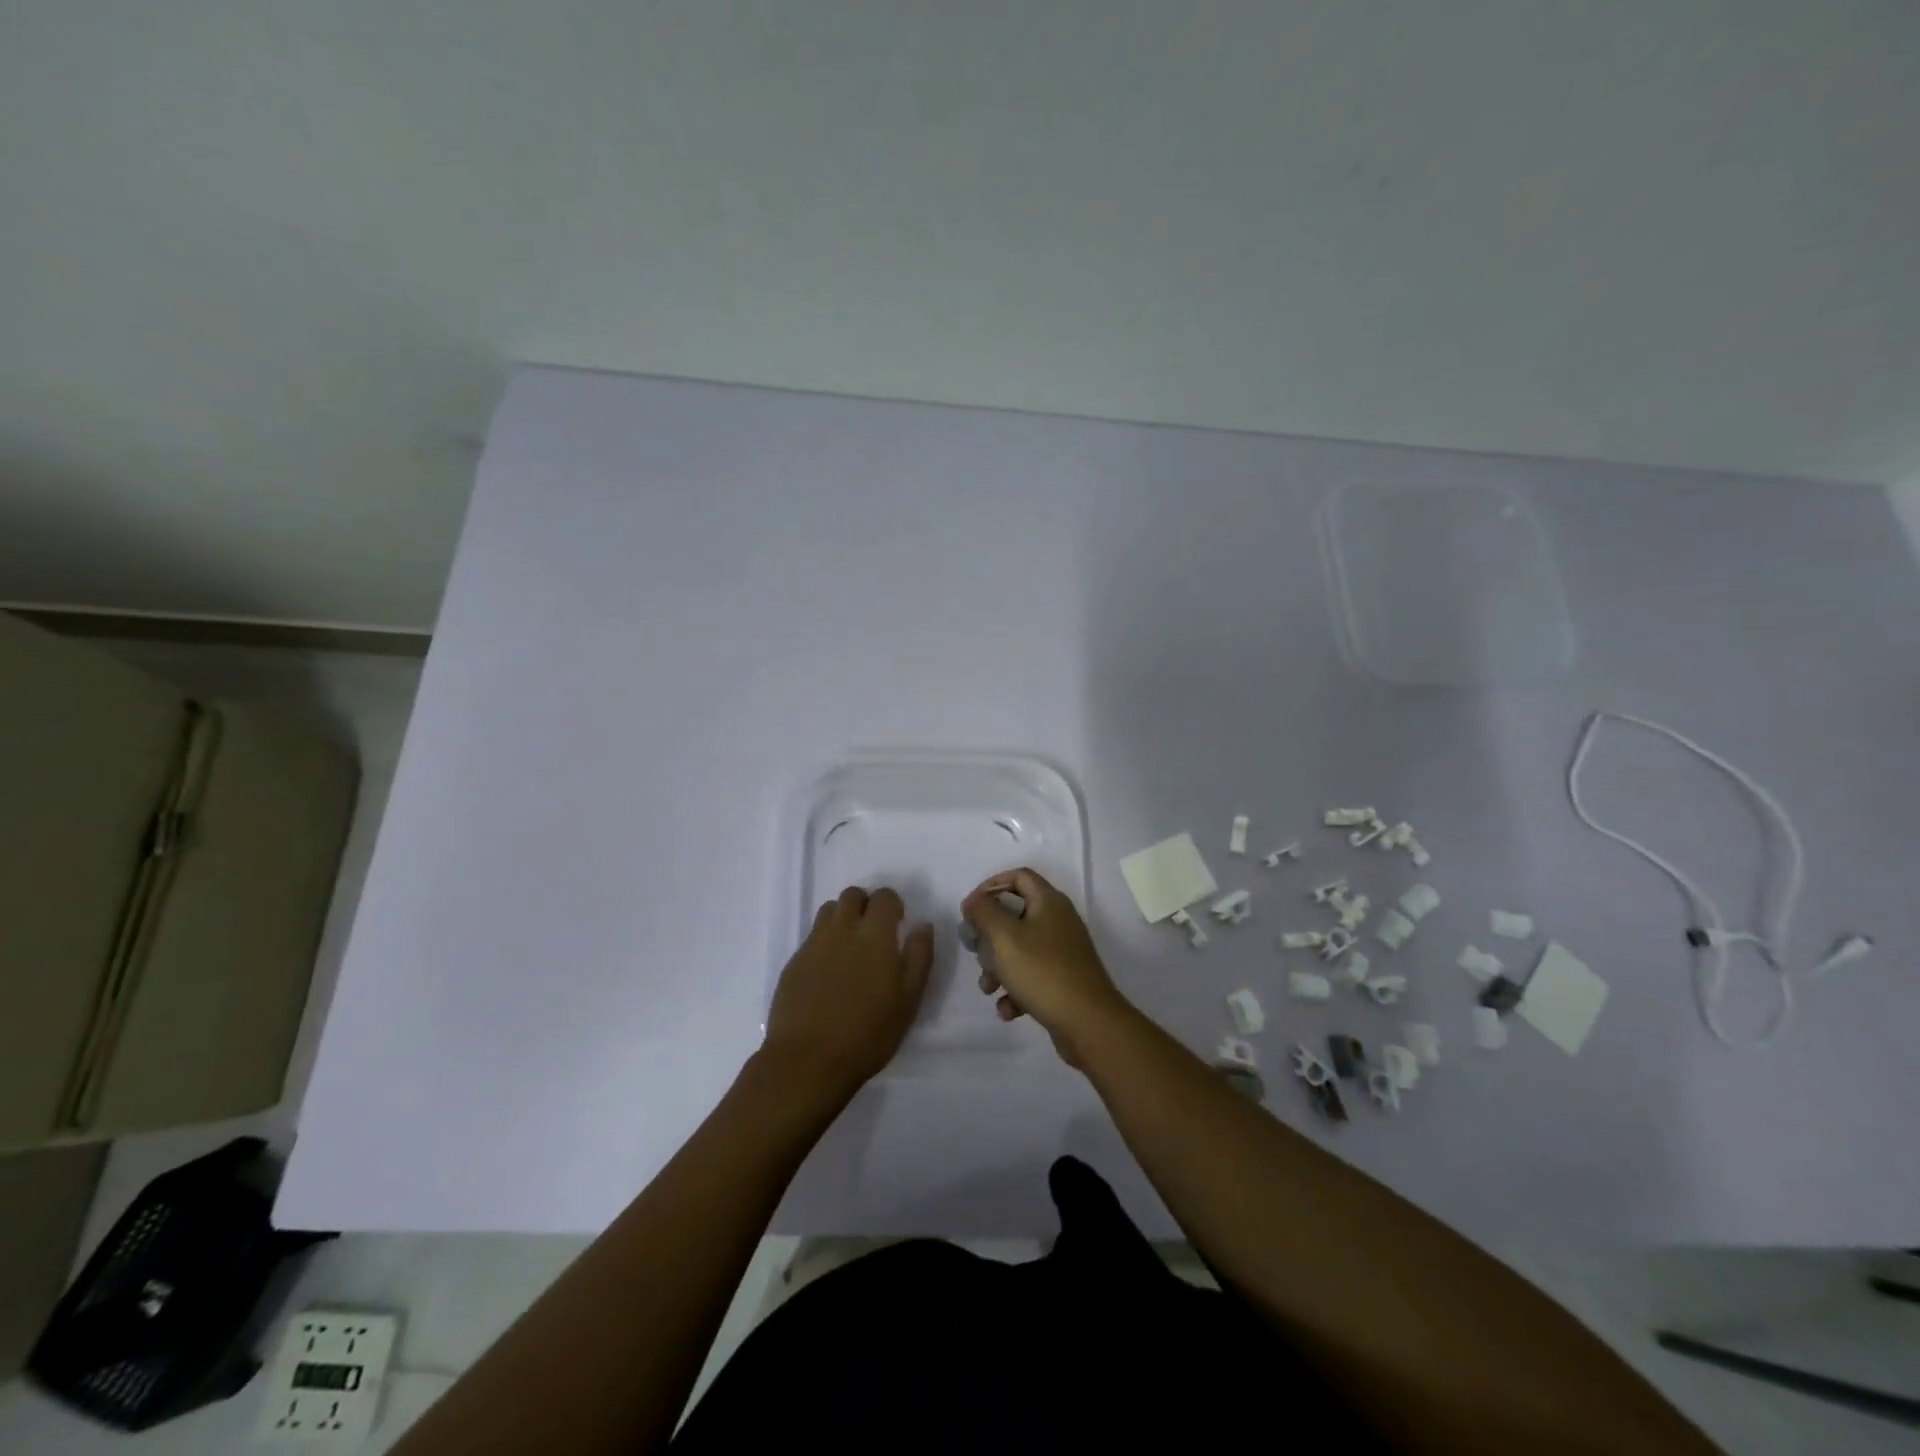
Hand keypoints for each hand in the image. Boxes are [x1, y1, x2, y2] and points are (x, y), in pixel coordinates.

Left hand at [762, 885, 933, 1100]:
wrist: (807, 1061)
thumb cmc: (867, 1034)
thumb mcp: (908, 1001)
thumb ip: (918, 957)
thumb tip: (922, 925)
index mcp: (874, 935)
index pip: (884, 897)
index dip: (892, 904)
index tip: (898, 923)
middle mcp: (842, 930)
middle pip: (852, 895)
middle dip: (865, 904)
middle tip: (874, 931)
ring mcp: (813, 945)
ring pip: (828, 910)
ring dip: (842, 917)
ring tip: (850, 946)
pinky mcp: (793, 962)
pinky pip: (811, 937)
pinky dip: (824, 941)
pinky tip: (828, 971)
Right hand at [961, 868, 1133, 1066]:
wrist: (1089, 1023)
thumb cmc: (1042, 971)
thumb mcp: (1004, 937)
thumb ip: (984, 912)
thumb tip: (973, 901)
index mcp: (1049, 902)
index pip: (1018, 876)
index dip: (991, 886)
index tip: (970, 909)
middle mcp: (1058, 921)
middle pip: (1015, 915)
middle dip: (990, 935)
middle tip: (976, 951)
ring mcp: (1063, 952)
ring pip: (1020, 949)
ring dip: (998, 968)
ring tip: (989, 988)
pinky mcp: (1063, 980)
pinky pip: (1032, 976)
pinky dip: (1016, 990)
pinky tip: (1008, 1009)